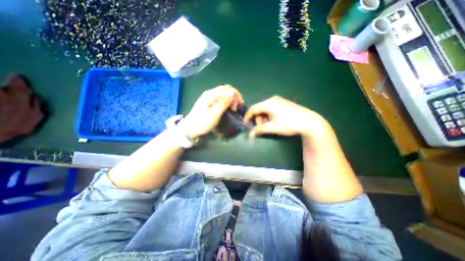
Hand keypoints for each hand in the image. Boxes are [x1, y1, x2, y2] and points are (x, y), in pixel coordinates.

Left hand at [181, 85, 244, 139]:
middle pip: (226, 89)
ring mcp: (209, 97)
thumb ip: (223, 103)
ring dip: (231, 99)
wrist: (190, 129)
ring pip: (224, 93)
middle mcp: (210, 93)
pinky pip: (220, 98)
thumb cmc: (202, 122)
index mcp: (211, 94)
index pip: (227, 89)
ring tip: (233, 108)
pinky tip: (228, 107)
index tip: (238, 106)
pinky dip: (227, 101)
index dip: (236, 95)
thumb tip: (233, 93)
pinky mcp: (209, 102)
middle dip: (234, 97)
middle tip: (236, 108)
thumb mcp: (214, 114)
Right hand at [243, 94, 329, 136]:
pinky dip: (269, 116)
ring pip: (265, 109)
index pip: (253, 109)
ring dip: (264, 118)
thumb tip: (250, 134)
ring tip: (269, 125)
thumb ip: (259, 129)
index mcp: (268, 103)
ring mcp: (279, 101)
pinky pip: (271, 109)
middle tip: (262, 127)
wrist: (309, 122)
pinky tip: (275, 121)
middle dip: (258, 119)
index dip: (247, 117)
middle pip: (259, 109)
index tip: (245, 125)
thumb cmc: (289, 124)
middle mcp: (272, 99)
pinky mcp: (283, 104)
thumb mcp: (272, 127)